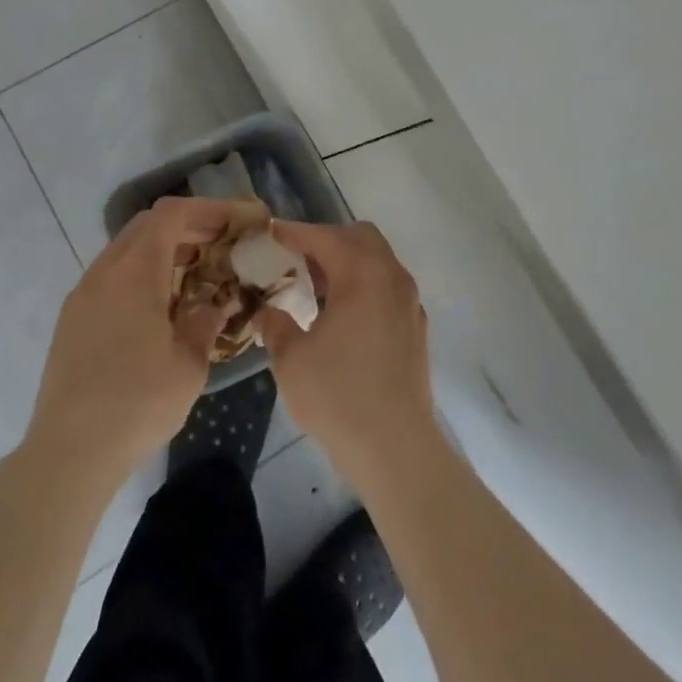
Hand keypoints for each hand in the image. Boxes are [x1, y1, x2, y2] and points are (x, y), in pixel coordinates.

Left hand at [25, 198, 234, 483]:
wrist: (69, 452)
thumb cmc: (137, 404)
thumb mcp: (189, 365)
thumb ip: (205, 322)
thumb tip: (214, 303)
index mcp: (135, 272)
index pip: (171, 215)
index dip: (207, 210)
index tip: (235, 222)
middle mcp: (104, 271)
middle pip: (146, 225)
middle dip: (186, 227)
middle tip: (219, 245)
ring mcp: (83, 294)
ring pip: (126, 249)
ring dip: (161, 250)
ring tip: (195, 273)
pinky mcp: (71, 318)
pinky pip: (111, 275)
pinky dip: (140, 272)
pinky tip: (159, 305)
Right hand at [259, 220, 436, 485]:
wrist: (395, 448)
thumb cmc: (338, 396)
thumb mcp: (291, 359)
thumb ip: (275, 325)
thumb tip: (266, 311)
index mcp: (362, 274)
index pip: (324, 236)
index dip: (294, 233)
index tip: (270, 235)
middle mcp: (392, 278)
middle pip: (360, 238)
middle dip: (327, 240)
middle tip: (297, 260)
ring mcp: (409, 303)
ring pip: (379, 261)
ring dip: (348, 263)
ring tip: (316, 287)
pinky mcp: (416, 328)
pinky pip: (388, 287)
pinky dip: (365, 286)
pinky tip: (343, 316)